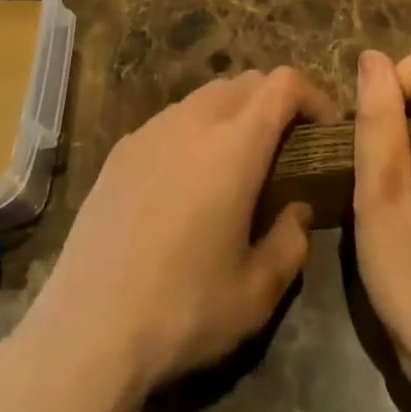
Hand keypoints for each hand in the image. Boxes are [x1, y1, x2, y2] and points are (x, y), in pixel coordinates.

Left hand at [17, 66, 339, 394]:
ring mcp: (152, 129)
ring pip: (208, 95)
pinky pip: (172, 119)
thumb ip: (291, 242)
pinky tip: (185, 183)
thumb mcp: (256, 294)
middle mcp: (195, 121)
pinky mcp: (122, 148)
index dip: (313, 96)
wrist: (86, 330)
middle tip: (285, 149)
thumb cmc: (182, 310)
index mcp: (235, 145)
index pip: (283, 84)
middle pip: (247, 82)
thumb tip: (296, 210)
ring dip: (234, 113)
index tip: (324, 130)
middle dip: (275, 103)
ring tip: (236, 164)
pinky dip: (195, 130)